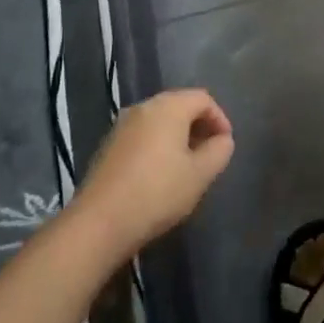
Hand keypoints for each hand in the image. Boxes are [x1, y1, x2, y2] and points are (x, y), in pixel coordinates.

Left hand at [74, 90, 233, 261]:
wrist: (98, 223)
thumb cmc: (157, 193)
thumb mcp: (199, 175)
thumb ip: (219, 152)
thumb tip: (222, 140)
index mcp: (168, 106)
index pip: (203, 98)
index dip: (219, 118)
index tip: (225, 144)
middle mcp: (144, 107)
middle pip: (180, 105)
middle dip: (199, 126)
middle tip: (209, 153)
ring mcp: (122, 125)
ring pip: (159, 121)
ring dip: (178, 136)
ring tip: (187, 166)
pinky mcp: (108, 146)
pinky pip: (142, 135)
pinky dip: (157, 145)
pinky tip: (159, 174)